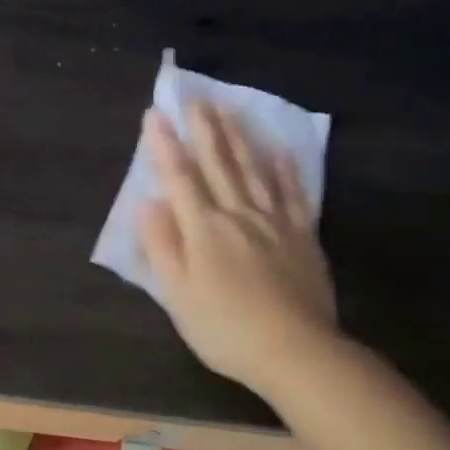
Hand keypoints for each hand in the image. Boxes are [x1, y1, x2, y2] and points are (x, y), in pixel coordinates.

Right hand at [138, 102, 338, 394]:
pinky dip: (284, 168)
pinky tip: (279, 149)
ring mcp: (274, 222)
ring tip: (230, 109)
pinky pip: (292, 192)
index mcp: (204, 230)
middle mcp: (238, 214)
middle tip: (196, 98)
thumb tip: (147, 202)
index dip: (165, 146)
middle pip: (219, 164)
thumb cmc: (225, 329)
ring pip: (254, 169)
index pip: (180, 178)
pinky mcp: (302, 235)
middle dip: (204, 129)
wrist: (295, 351)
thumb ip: (162, 246)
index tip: (155, 115)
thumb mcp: (178, 295)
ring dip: (239, 137)